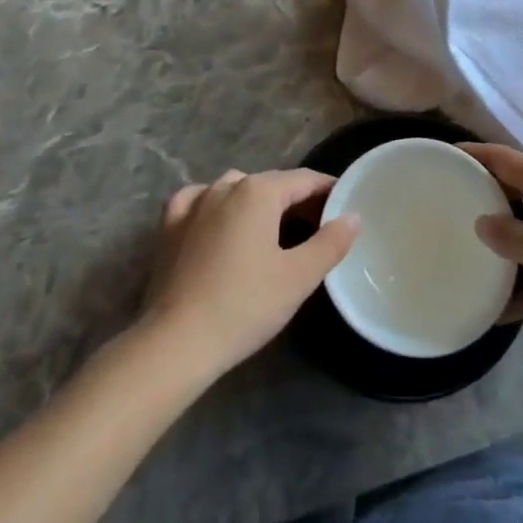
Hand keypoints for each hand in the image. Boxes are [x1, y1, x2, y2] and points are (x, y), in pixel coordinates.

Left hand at [140, 169, 359, 376]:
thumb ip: (330, 242)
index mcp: (259, 191)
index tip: (345, 203)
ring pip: (235, 189)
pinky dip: (214, 205)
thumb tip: (353, 216)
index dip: (328, 189)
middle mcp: (226, 185)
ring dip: (257, 201)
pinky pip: (198, 201)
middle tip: (318, 223)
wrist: (175, 342)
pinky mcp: (169, 225)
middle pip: (271, 184)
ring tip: (272, 227)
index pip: (304, 180)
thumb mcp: (298, 277)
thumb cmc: (244, 306)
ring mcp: (194, 202)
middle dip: (296, 199)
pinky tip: (217, 219)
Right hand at [464, 143, 522, 347]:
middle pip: (513, 192)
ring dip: (503, 247)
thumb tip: (481, 221)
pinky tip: (501, 311)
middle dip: (482, 199)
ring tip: (466, 259)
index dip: (472, 154)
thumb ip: (510, 236)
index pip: (502, 158)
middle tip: (445, 210)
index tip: (440, 156)